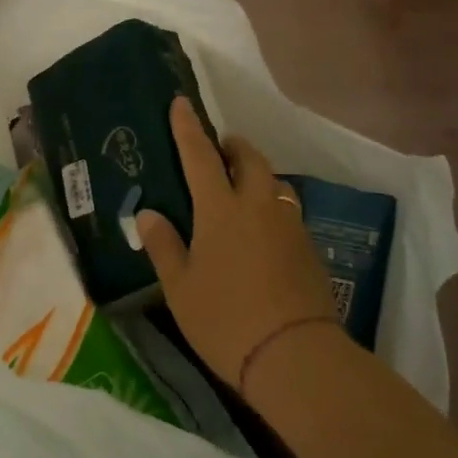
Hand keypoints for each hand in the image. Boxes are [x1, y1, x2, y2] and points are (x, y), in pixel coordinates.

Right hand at [135, 98, 343, 399]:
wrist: (295, 355)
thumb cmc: (225, 320)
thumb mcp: (181, 288)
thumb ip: (164, 246)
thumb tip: (148, 214)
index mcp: (221, 209)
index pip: (200, 156)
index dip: (188, 128)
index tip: (181, 102)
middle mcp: (259, 206)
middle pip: (250, 159)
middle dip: (234, 146)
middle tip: (220, 149)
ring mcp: (289, 225)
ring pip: (275, 183)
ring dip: (257, 175)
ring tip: (242, 189)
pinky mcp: (309, 247)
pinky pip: (288, 211)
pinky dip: (272, 206)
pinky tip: (263, 231)